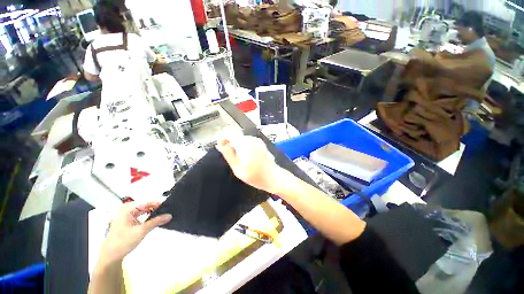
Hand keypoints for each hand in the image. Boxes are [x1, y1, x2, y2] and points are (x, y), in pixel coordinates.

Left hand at [98, 202, 171, 264]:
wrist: (111, 255)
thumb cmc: (122, 242)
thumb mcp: (141, 231)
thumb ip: (156, 222)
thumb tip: (169, 216)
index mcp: (126, 210)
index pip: (145, 202)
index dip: (157, 203)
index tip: (167, 205)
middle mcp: (126, 210)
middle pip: (144, 205)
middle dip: (155, 207)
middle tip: (166, 210)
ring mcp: (126, 216)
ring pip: (143, 210)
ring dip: (152, 212)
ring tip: (162, 214)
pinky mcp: (128, 221)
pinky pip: (141, 214)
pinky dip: (148, 216)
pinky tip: (153, 219)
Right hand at [216, 136, 282, 192]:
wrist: (273, 177)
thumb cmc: (254, 175)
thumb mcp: (237, 168)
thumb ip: (228, 155)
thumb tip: (219, 145)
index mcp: (244, 144)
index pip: (229, 134)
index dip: (223, 139)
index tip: (221, 148)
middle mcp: (251, 139)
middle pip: (236, 136)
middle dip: (230, 144)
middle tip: (230, 157)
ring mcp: (257, 140)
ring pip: (242, 139)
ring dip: (238, 146)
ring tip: (239, 159)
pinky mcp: (261, 143)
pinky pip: (249, 141)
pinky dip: (245, 146)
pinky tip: (247, 157)